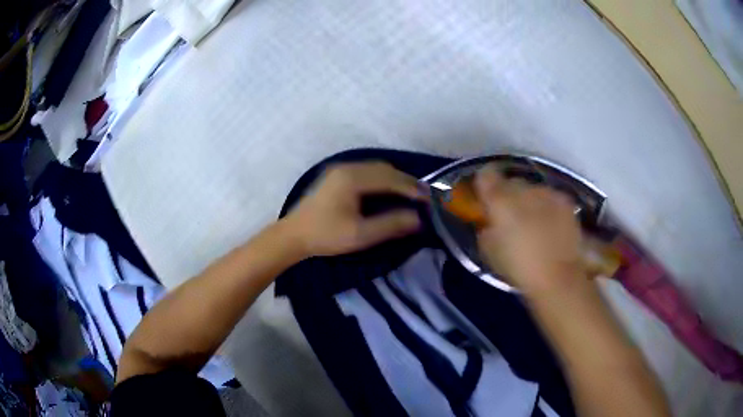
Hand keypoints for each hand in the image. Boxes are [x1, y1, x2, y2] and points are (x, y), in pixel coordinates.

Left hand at [283, 162, 424, 256]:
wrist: (293, 236)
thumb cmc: (325, 236)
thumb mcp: (360, 235)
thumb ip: (390, 225)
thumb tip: (418, 219)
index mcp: (352, 178)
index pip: (390, 178)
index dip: (411, 188)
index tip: (428, 198)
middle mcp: (347, 167)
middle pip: (384, 169)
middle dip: (405, 181)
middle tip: (422, 196)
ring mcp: (339, 170)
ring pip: (375, 168)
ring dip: (393, 179)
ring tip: (408, 194)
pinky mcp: (336, 176)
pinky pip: (366, 171)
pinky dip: (381, 179)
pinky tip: (387, 191)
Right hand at [474, 166, 584, 295]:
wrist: (557, 277)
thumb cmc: (517, 267)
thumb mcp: (489, 252)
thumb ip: (486, 228)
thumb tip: (490, 221)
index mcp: (500, 199)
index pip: (486, 175)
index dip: (483, 183)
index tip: (484, 197)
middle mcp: (524, 189)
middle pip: (511, 182)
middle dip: (508, 195)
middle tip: (509, 216)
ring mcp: (547, 193)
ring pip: (532, 189)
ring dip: (529, 201)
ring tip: (532, 223)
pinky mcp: (565, 202)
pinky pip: (550, 198)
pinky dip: (546, 207)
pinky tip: (549, 226)